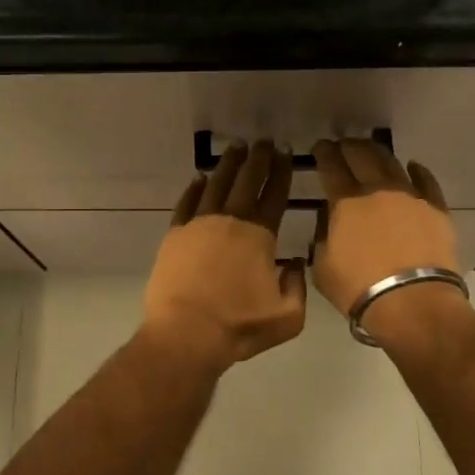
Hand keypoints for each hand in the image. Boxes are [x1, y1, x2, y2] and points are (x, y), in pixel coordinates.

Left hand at [143, 142, 306, 370]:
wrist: (187, 333)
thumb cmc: (239, 326)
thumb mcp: (287, 316)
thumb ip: (298, 287)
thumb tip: (295, 263)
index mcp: (260, 235)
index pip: (275, 194)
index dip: (281, 171)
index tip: (284, 151)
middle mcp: (230, 220)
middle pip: (247, 181)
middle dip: (257, 158)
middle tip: (262, 141)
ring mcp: (199, 224)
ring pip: (216, 184)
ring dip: (228, 165)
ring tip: (236, 148)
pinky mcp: (175, 235)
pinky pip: (186, 203)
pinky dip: (194, 188)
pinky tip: (199, 178)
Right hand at [312, 139, 468, 350]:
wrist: (413, 303)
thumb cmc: (359, 289)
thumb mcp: (322, 266)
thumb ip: (322, 236)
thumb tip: (327, 219)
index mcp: (345, 202)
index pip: (331, 166)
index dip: (323, 153)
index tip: (320, 147)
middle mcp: (377, 189)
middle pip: (362, 155)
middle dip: (349, 146)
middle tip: (343, 146)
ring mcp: (410, 196)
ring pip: (392, 162)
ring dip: (378, 153)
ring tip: (371, 151)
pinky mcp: (436, 209)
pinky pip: (426, 181)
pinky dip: (416, 171)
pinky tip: (412, 167)